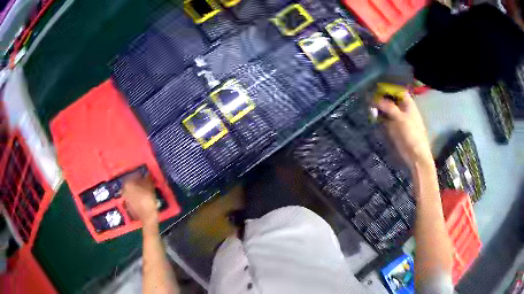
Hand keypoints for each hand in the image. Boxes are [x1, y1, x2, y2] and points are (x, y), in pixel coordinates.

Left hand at [122, 175, 158, 226]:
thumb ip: (147, 178)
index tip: (145, 176)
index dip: (140, 175)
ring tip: (143, 189)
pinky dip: (135, 194)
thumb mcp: (150, 186)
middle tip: (144, 182)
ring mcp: (125, 197)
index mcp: (128, 183)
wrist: (147, 216)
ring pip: (131, 189)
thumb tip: (147, 173)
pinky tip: (141, 196)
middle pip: (131, 182)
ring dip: (136, 188)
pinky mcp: (128, 203)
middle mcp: (124, 189)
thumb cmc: (148, 199)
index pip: (134, 175)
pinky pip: (131, 196)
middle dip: (137, 182)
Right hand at [375, 91, 432, 169]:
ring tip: (369, 108)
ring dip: (379, 108)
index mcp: (408, 104)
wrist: (415, 155)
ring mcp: (398, 119)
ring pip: (387, 109)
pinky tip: (373, 117)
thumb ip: (387, 106)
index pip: (397, 90)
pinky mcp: (394, 128)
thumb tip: (373, 98)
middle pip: (391, 99)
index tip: (375, 88)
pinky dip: (379, 117)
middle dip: (381, 98)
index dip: (387, 88)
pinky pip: (385, 119)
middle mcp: (403, 109)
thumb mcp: (399, 117)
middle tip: (369, 99)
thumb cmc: (411, 134)